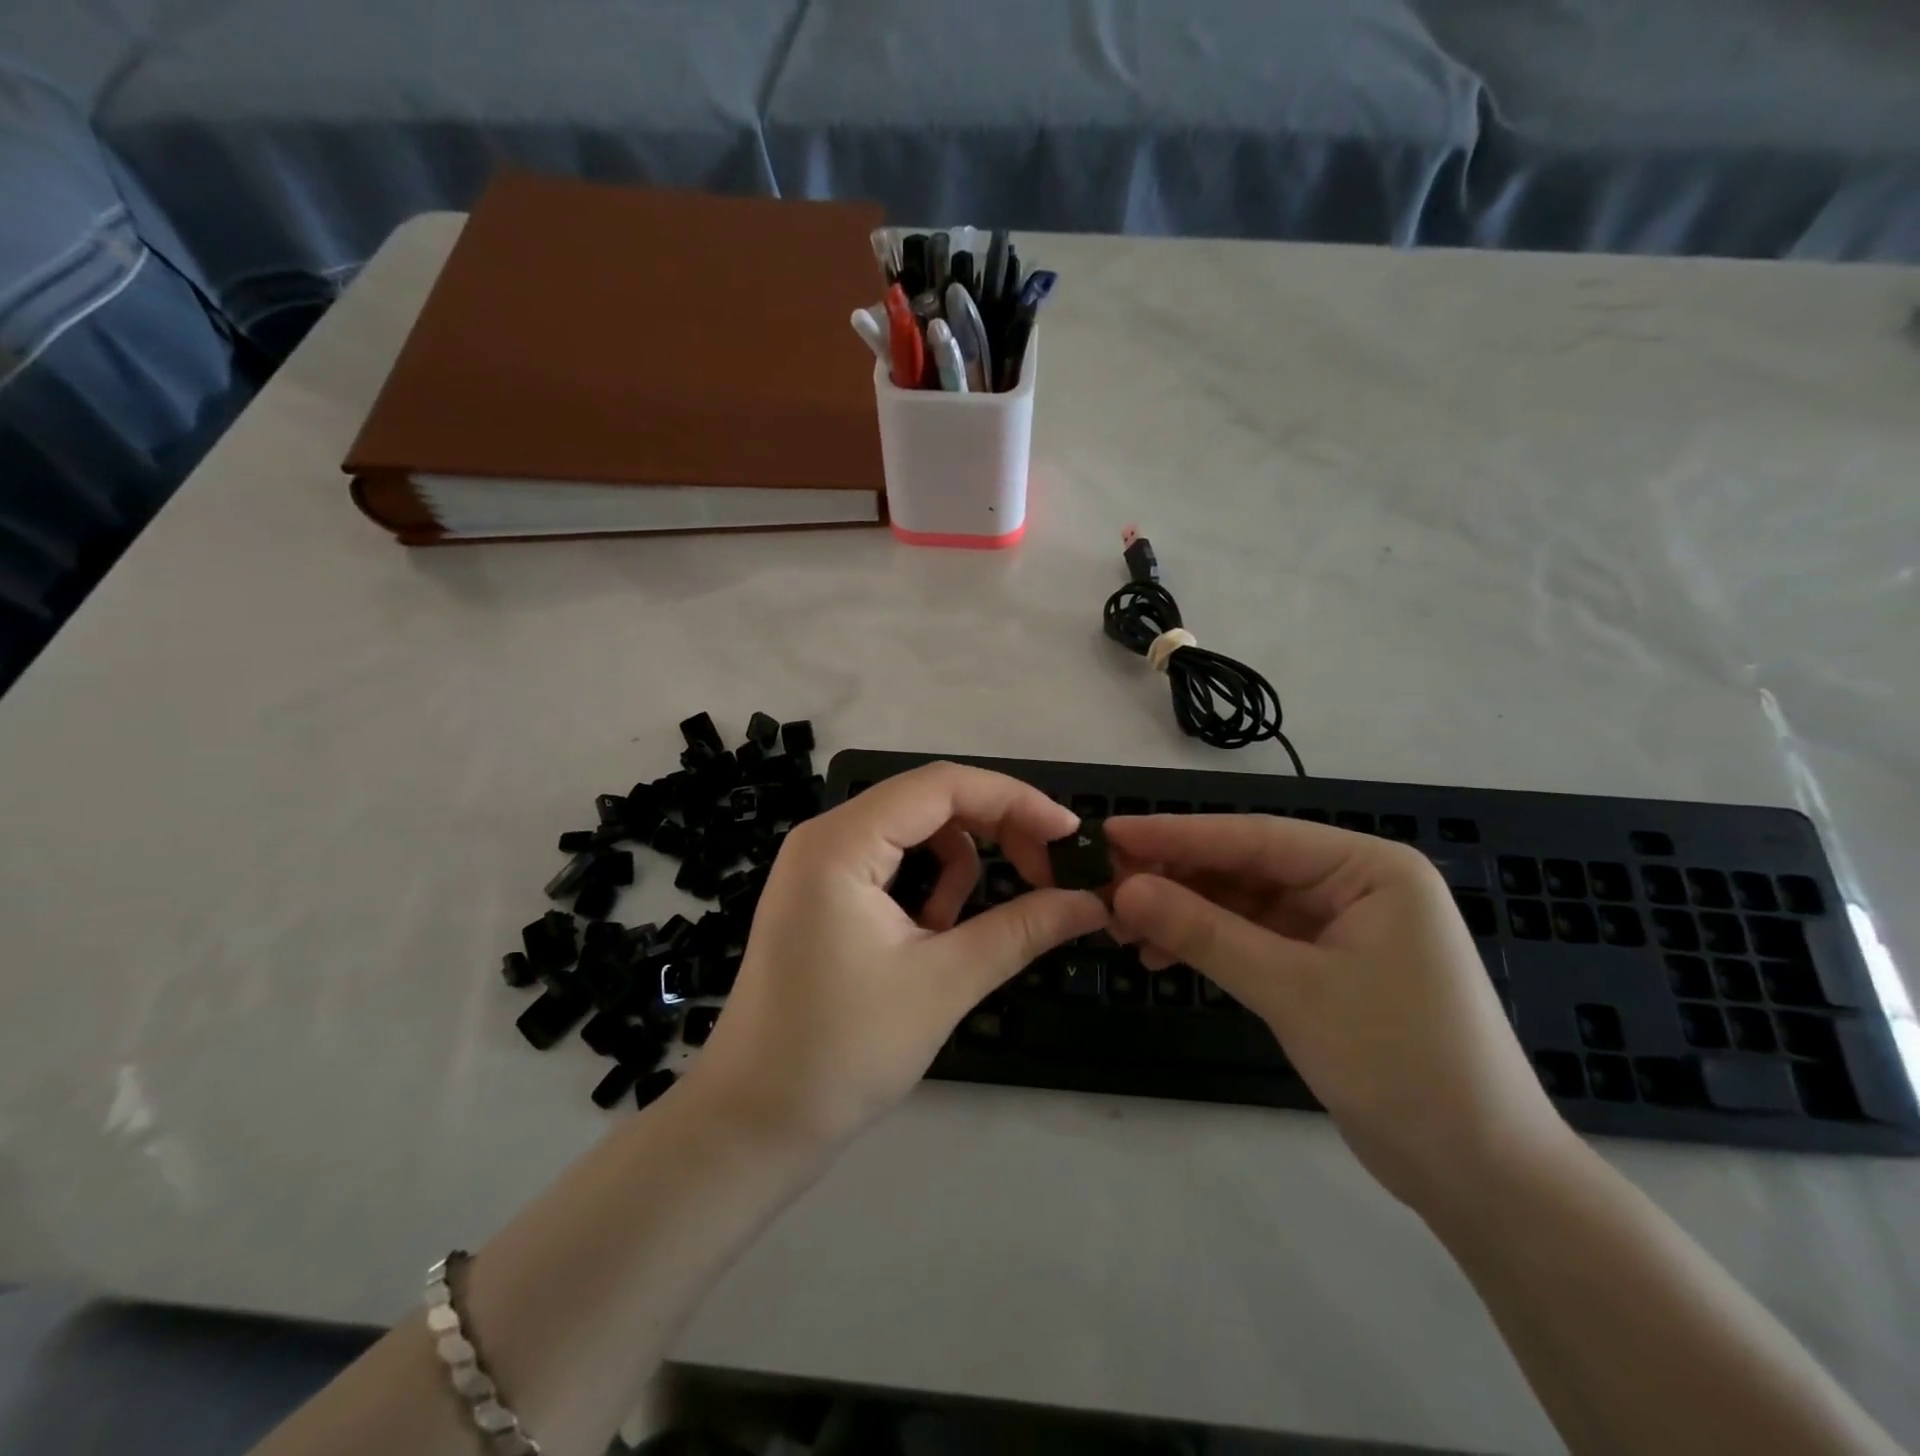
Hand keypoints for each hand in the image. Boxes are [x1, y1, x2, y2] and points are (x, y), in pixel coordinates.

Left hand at [690, 763, 1108, 1147]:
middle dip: (994, 831)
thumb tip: (1092, 902)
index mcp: (843, 841)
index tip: (1069, 835)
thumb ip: (1023, 928)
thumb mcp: (945, 982)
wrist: (754, 1122)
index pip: (944, 785)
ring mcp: (820, 864)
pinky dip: (929, 886)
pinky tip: (931, 936)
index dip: (1015, 800)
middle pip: (931, 801)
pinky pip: (894, 861)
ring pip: (916, 831)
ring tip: (960, 932)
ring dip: (959, 867)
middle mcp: (826, 836)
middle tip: (1045, 877)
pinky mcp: (823, 893)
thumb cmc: (844, 1050)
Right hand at [1106, 815, 1575, 1212]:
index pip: (1255, 837)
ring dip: (1184, 915)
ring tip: (1124, 930)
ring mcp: (1337, 926)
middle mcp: (1353, 885)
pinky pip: (1252, 939)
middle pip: (1244, 867)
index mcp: (1368, 868)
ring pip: (1241, 904)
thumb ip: (1205, 933)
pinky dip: (1207, 946)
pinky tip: (1162, 958)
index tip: (1112, 831)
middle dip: (1175, 880)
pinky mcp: (1323, 966)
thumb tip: (1123, 891)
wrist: (1480, 1176)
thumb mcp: (1293, 990)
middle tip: (1106, 890)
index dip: (1177, 834)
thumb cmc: (1401, 1064)